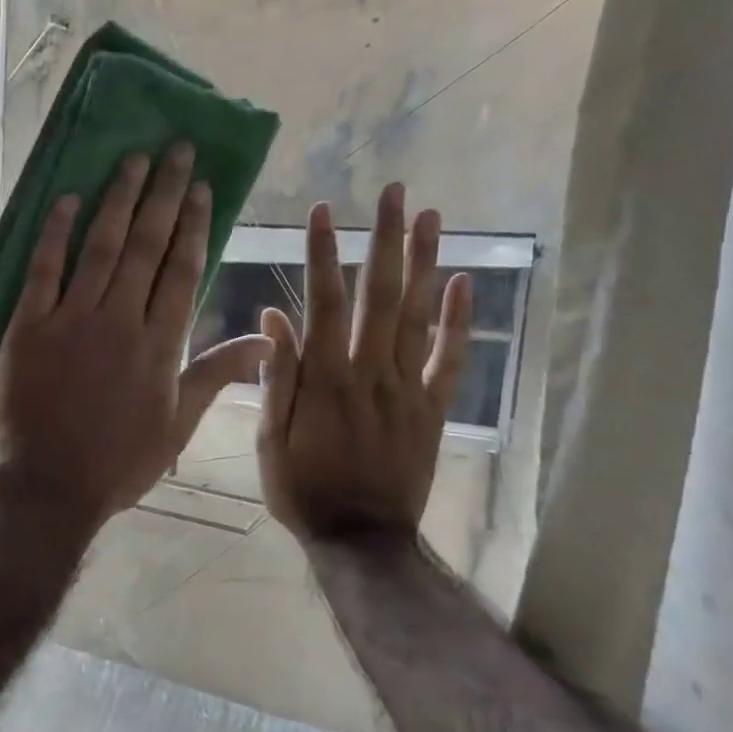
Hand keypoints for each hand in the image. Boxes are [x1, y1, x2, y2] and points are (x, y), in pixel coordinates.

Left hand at [0, 143, 271, 531]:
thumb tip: (265, 339)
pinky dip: (55, 232)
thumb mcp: (177, 426)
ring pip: (100, 246)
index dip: (195, 224)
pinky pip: (42, 269)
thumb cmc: (117, 463)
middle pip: (147, 245)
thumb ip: (216, 374)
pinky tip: (67, 198)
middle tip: (175, 150)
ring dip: (118, 199)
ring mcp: (70, 319)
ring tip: (133, 160)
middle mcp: (119, 319)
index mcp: (160, 344)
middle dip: (164, 194)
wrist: (47, 484)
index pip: (183, 269)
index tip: (203, 187)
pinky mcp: (27, 325)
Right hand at [257, 183, 471, 544]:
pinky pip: (450, 360)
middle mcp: (369, 373)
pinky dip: (460, 321)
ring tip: (432, 217)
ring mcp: (407, 389)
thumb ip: (275, 377)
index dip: (322, 254)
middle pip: (380, 295)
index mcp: (324, 379)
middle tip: (394, 192)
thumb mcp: (269, 439)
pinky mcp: (433, 409)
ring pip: (419, 317)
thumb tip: (272, 318)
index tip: (322, 211)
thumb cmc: (302, 489)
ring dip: (425, 264)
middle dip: (386, 240)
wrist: (361, 539)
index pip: (323, 303)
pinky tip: (463, 283)